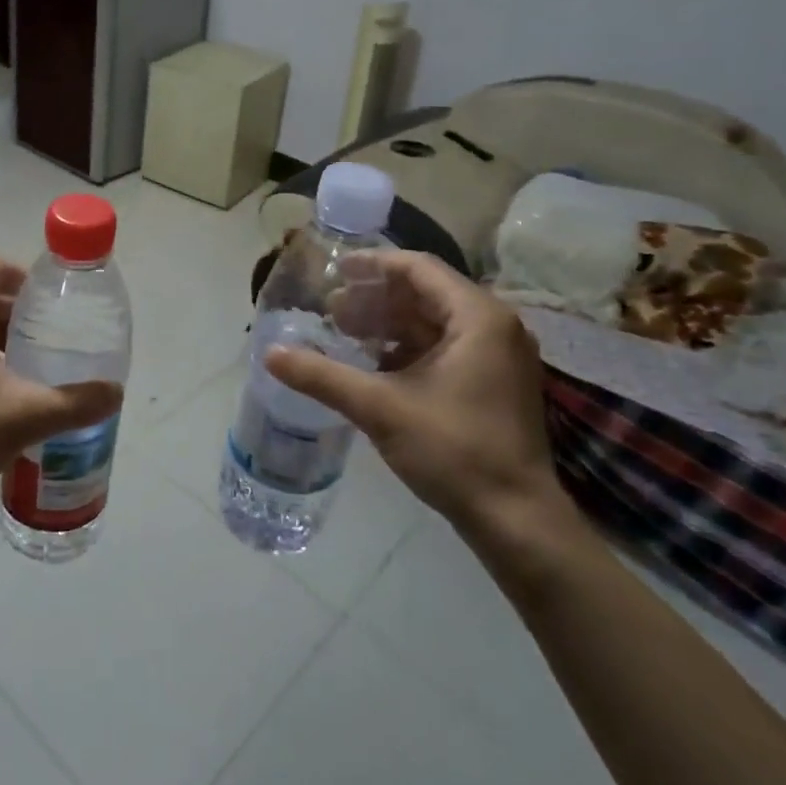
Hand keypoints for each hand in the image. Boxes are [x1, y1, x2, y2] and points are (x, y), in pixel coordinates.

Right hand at [265, 250, 563, 534]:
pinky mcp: (493, 382)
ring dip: (387, 323)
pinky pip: (444, 346)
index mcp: (477, 318)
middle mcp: (494, 327)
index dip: (372, 265)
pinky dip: (406, 347)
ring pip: (433, 321)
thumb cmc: (453, 449)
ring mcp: (498, 356)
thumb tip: (269, 354)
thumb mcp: (379, 408)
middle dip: (374, 298)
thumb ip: (322, 376)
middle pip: (425, 293)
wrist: (515, 519)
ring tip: (343, 334)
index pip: (418, 268)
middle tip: (329, 309)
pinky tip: (371, 364)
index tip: (332, 272)